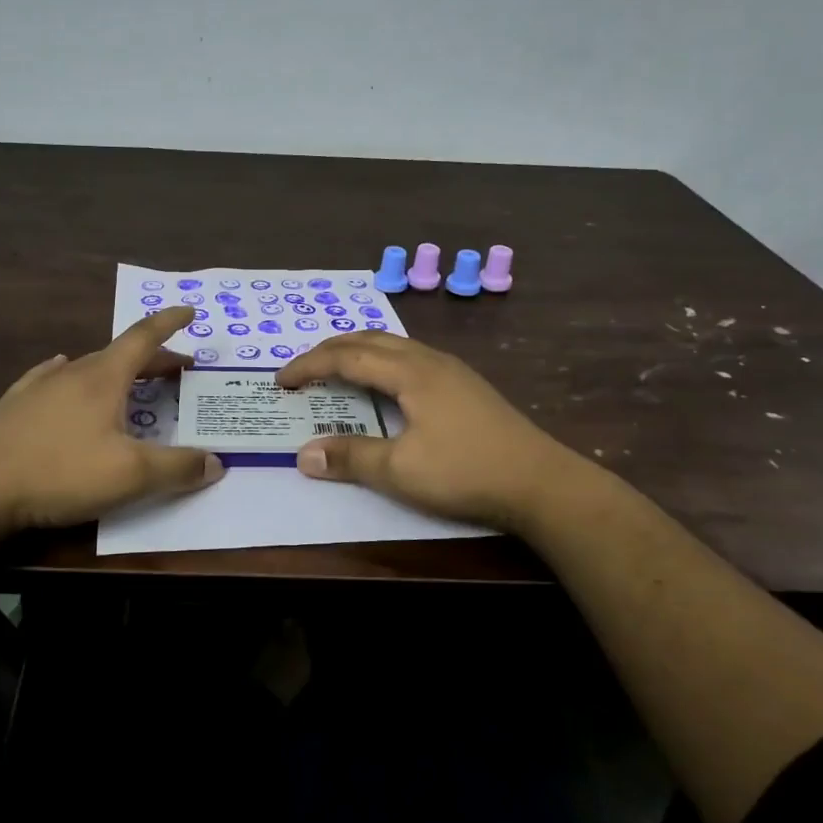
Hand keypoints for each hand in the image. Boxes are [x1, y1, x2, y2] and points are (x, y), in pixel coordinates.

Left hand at [0, 306, 223, 531]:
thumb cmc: (60, 473)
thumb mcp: (130, 475)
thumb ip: (178, 468)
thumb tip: (216, 462)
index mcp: (104, 378)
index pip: (144, 338)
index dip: (170, 323)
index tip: (189, 311)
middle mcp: (71, 373)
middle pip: (120, 355)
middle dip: (154, 359)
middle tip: (178, 369)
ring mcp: (37, 388)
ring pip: (85, 368)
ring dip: (115, 371)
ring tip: (128, 381)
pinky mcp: (12, 408)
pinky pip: (48, 380)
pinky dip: (68, 376)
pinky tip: (57, 374)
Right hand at [273, 332, 596, 532]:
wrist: (541, 482)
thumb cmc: (466, 472)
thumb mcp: (401, 471)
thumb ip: (351, 458)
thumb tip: (303, 455)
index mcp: (410, 372)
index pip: (346, 357)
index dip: (309, 365)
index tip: (281, 380)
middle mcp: (429, 360)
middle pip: (369, 340)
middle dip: (330, 349)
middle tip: (302, 369)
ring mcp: (452, 370)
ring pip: (393, 345)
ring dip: (357, 351)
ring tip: (336, 370)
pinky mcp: (466, 385)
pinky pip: (410, 357)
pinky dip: (381, 361)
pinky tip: (385, 384)